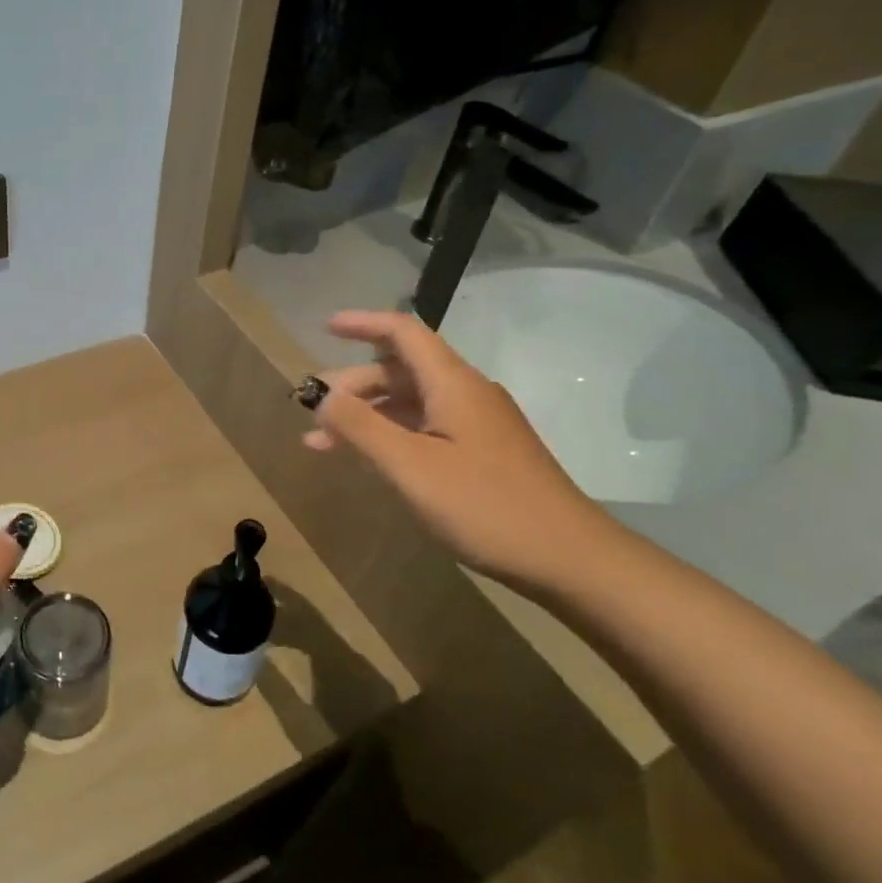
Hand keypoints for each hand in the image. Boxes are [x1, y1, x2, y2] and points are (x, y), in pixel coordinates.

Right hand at [303, 309, 617, 591]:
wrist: (569, 558)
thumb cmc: (485, 506)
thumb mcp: (410, 466)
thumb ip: (360, 426)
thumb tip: (320, 395)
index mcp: (453, 384)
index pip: (403, 332)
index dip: (362, 324)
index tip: (325, 327)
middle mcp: (467, 393)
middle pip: (401, 370)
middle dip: (353, 384)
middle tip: (312, 409)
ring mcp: (478, 424)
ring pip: (411, 402)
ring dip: (367, 414)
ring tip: (324, 442)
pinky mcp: (484, 452)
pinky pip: (426, 427)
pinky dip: (391, 434)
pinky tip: (371, 459)